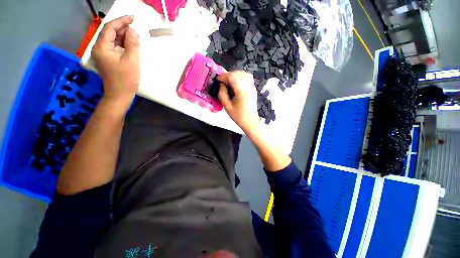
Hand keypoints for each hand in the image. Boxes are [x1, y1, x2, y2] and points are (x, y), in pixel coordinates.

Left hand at [92, 15, 139, 109]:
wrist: (120, 95)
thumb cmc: (126, 79)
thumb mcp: (132, 61)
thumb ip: (132, 44)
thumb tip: (133, 31)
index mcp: (102, 47)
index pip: (110, 28)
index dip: (121, 21)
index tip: (133, 18)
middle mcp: (99, 48)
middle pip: (109, 32)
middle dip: (122, 29)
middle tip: (136, 30)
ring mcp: (102, 54)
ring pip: (112, 39)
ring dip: (123, 37)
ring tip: (135, 38)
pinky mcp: (107, 59)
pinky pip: (113, 47)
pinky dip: (122, 44)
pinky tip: (130, 46)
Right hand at [218, 71, 260, 132]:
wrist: (250, 122)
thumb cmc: (238, 116)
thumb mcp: (227, 106)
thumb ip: (222, 94)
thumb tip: (221, 85)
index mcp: (241, 91)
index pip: (232, 76)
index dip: (224, 76)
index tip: (218, 79)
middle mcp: (248, 86)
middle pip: (238, 73)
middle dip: (229, 75)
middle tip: (222, 81)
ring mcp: (252, 87)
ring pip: (244, 73)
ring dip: (235, 75)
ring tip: (229, 81)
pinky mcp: (253, 89)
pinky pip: (248, 78)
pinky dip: (241, 77)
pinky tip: (236, 83)